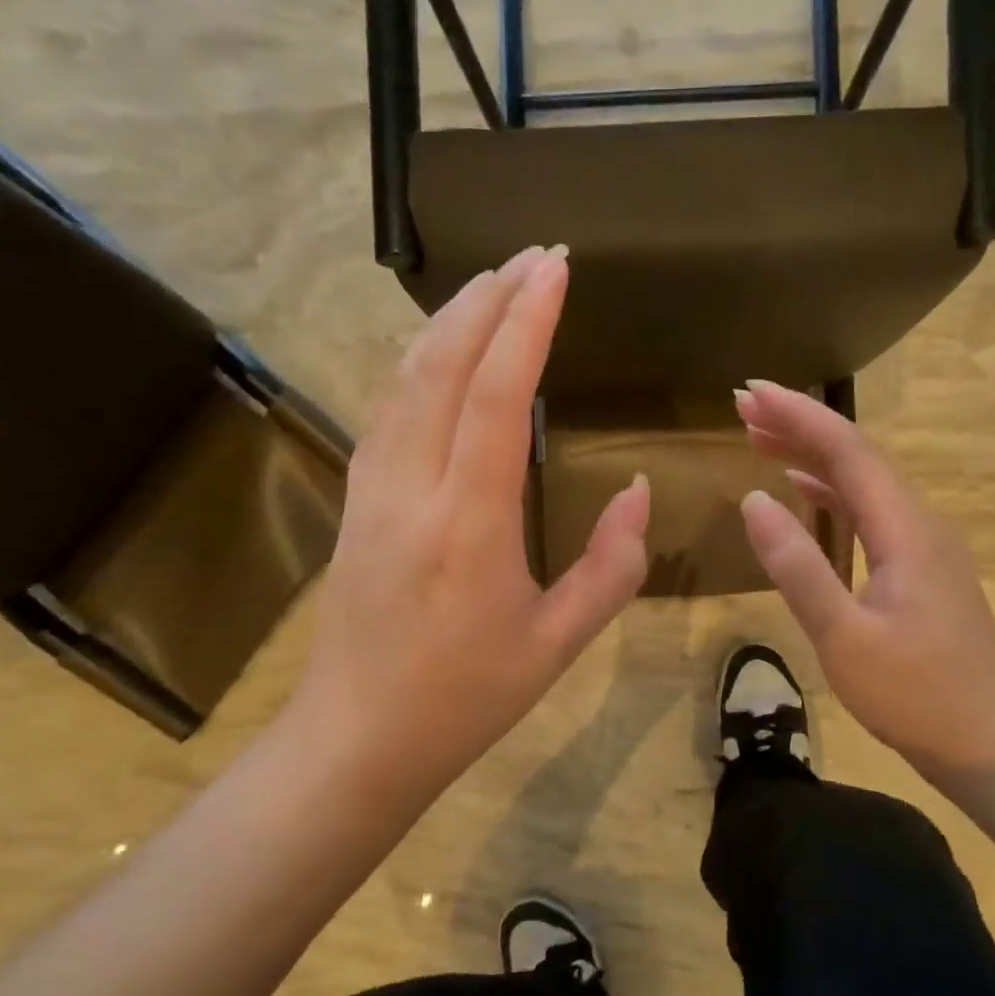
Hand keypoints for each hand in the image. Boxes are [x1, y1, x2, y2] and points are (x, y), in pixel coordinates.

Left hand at [283, 247, 649, 812]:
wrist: (356, 739)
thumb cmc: (464, 698)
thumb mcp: (557, 644)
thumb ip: (611, 566)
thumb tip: (638, 493)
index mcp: (469, 522)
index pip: (494, 395)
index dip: (526, 324)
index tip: (555, 270)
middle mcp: (412, 487)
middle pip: (442, 366)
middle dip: (488, 300)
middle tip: (533, 257)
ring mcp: (373, 488)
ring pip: (405, 379)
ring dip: (450, 322)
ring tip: (493, 283)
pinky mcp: (357, 498)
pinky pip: (390, 409)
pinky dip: (420, 361)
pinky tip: (442, 349)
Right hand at [734, 381, 994, 782]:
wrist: (992, 743)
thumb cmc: (917, 695)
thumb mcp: (845, 637)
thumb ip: (798, 567)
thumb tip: (753, 500)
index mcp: (905, 529)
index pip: (847, 450)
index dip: (797, 415)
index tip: (749, 392)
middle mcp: (919, 522)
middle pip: (857, 456)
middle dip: (800, 425)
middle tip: (742, 407)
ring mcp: (923, 544)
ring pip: (863, 481)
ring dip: (812, 455)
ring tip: (759, 438)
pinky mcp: (920, 568)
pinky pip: (870, 511)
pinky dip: (831, 491)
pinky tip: (804, 491)